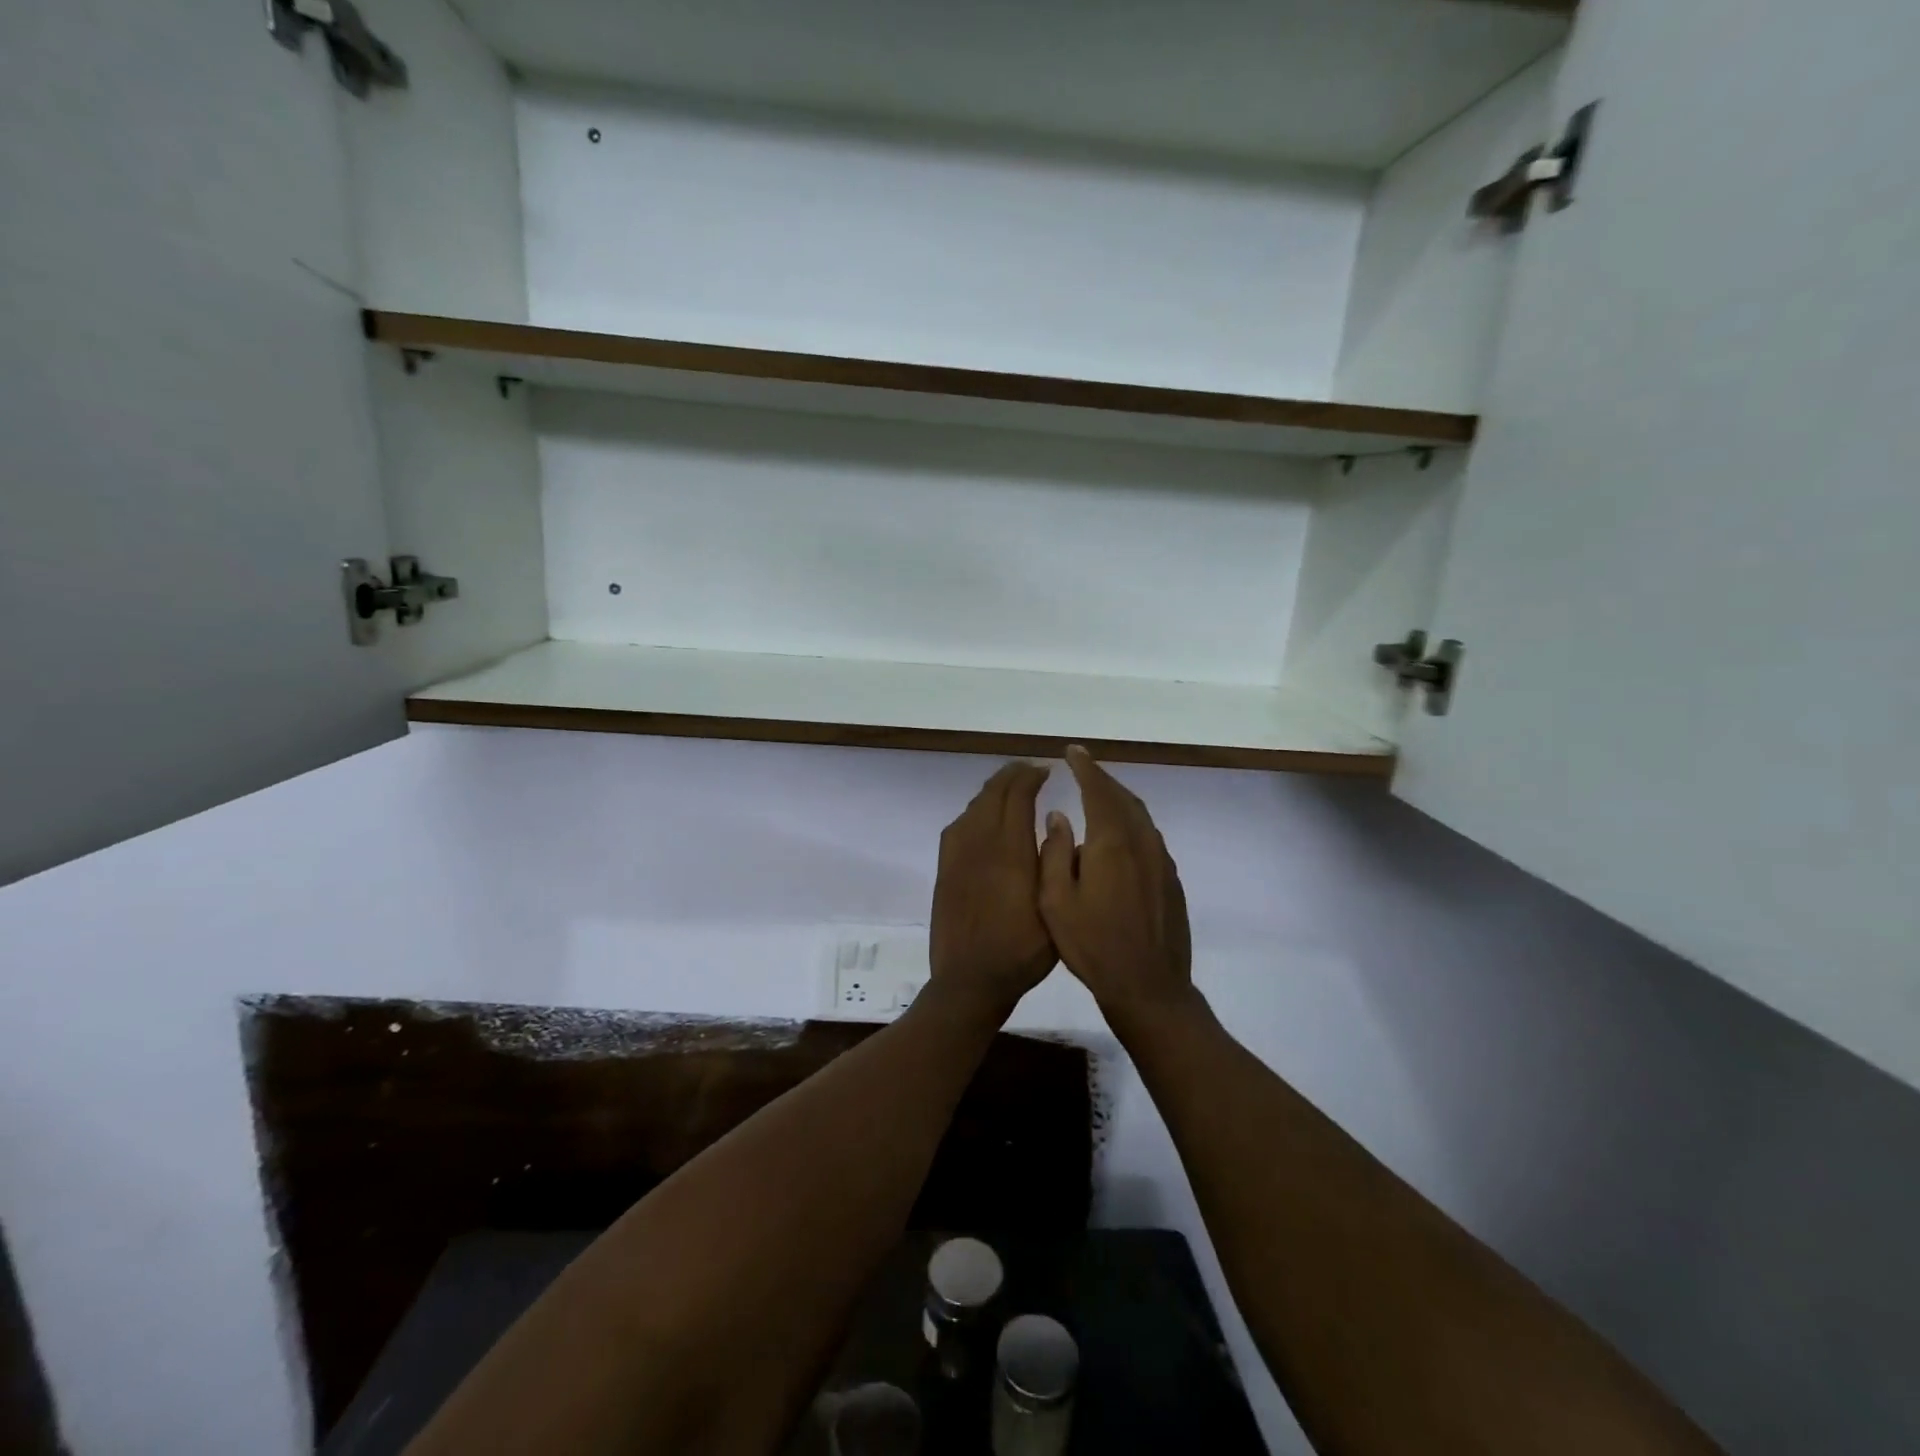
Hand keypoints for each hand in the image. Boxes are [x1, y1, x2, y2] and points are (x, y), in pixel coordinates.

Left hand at [927, 762, 1057, 1020]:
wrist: (969, 979)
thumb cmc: (1021, 949)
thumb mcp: (1053, 908)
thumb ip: (1053, 860)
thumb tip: (1053, 819)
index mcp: (1009, 850)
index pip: (1017, 795)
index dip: (1031, 777)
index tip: (1045, 770)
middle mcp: (980, 843)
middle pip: (992, 793)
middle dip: (1011, 776)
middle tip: (1029, 771)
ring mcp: (957, 854)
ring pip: (974, 806)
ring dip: (993, 791)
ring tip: (1010, 789)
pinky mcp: (945, 867)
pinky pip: (960, 824)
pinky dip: (976, 810)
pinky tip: (985, 819)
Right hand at [1039, 746, 1193, 1030]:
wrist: (1149, 987)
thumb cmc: (1093, 946)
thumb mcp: (1055, 902)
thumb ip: (1055, 853)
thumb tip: (1059, 817)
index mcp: (1112, 843)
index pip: (1098, 790)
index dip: (1085, 767)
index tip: (1072, 751)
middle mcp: (1142, 842)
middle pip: (1122, 797)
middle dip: (1102, 779)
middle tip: (1083, 768)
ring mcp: (1161, 860)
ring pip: (1140, 816)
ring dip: (1118, 799)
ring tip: (1099, 795)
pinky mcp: (1171, 879)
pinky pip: (1149, 836)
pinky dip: (1132, 822)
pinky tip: (1120, 835)